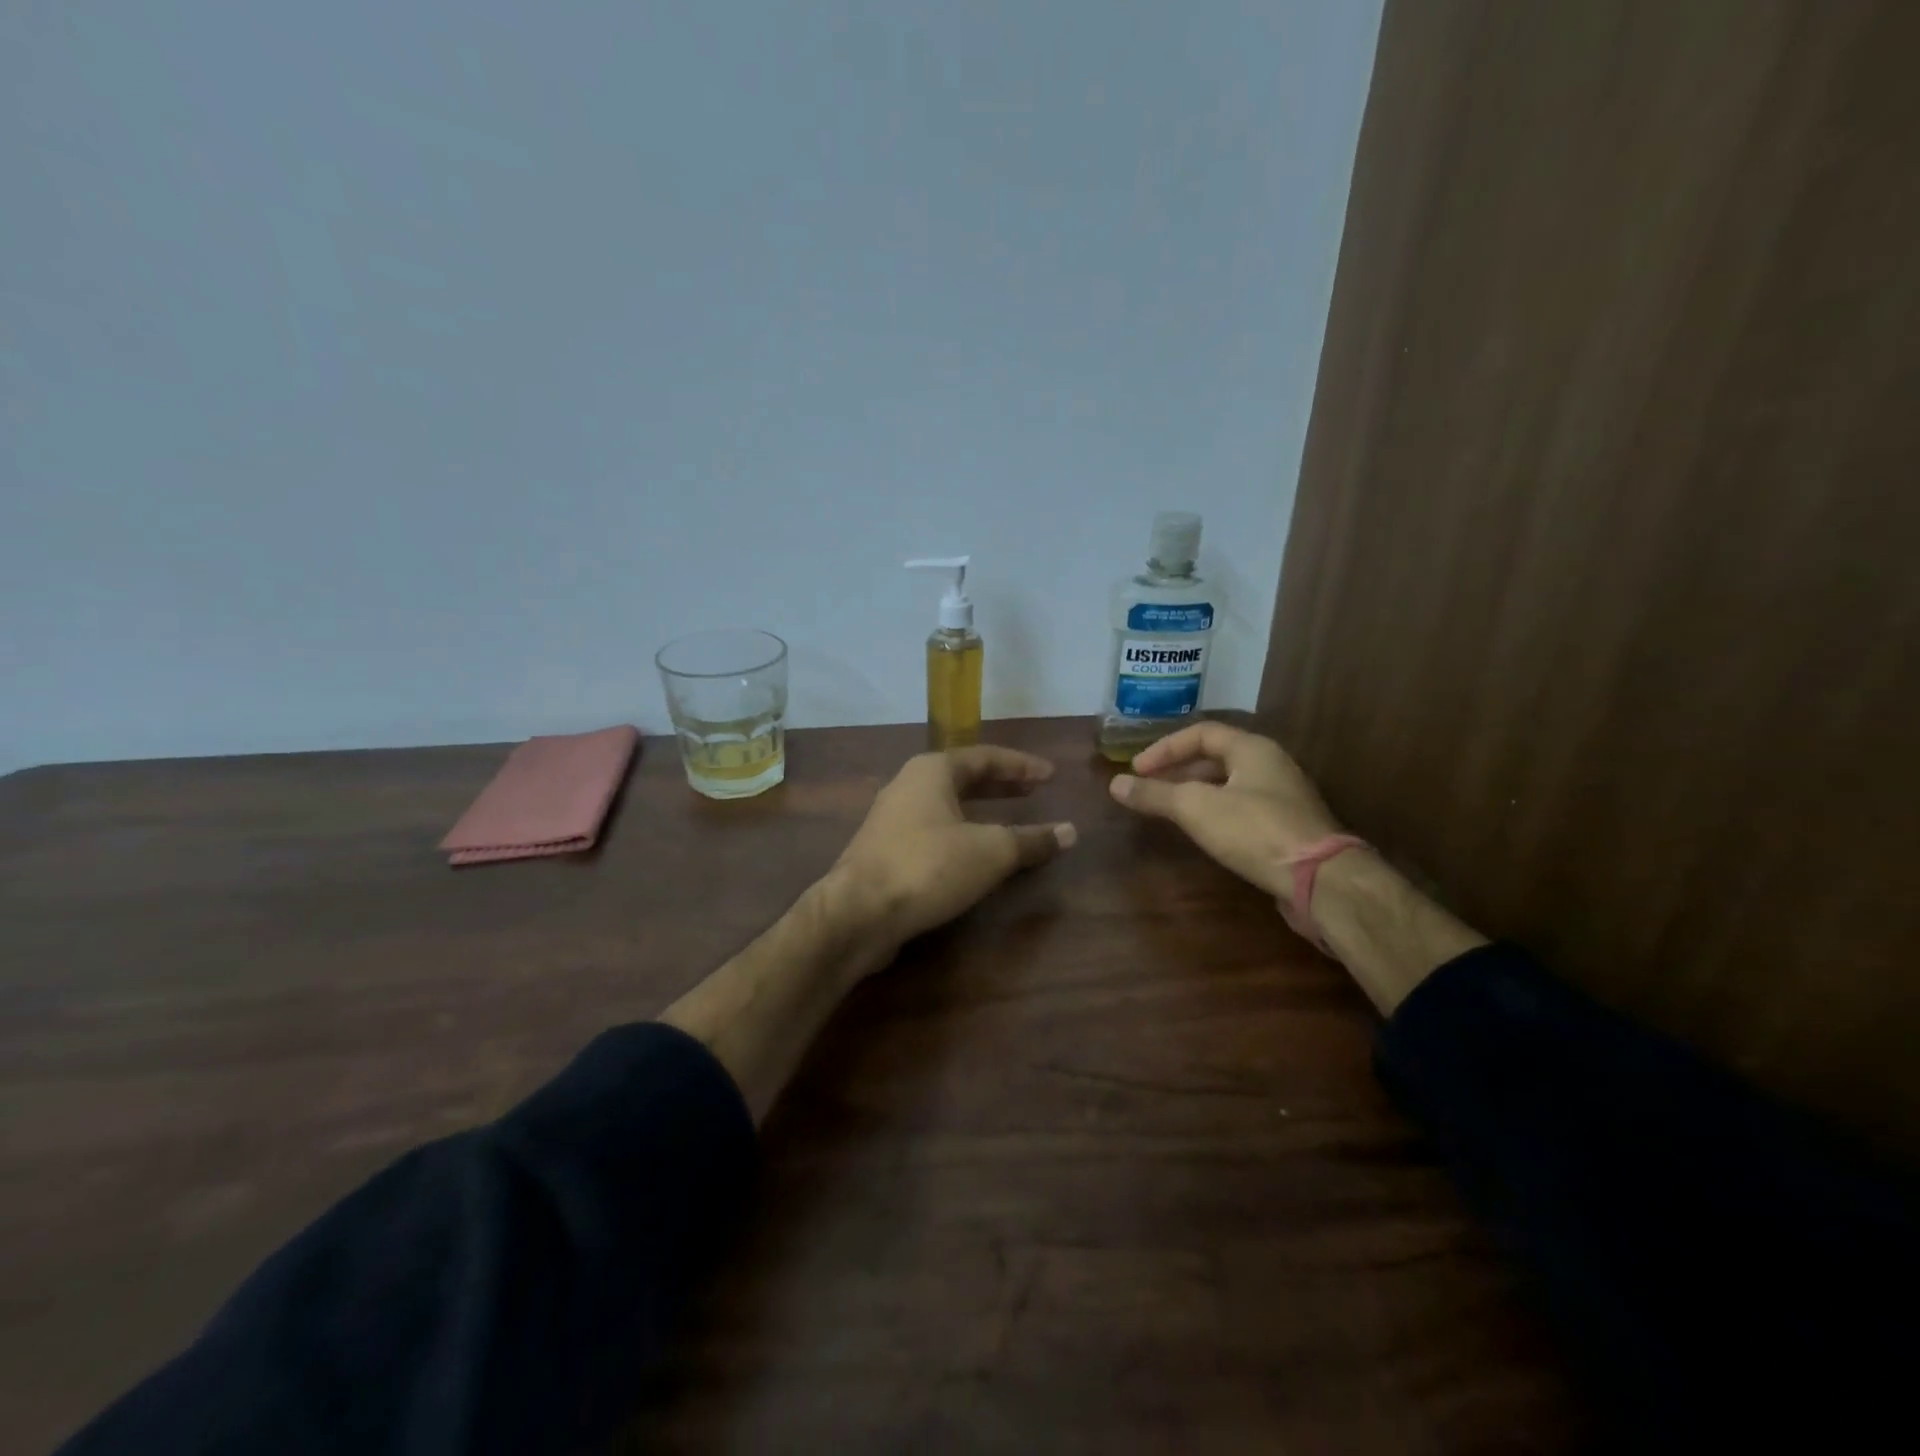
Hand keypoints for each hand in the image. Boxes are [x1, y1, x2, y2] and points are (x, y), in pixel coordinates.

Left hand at [829, 746, 1076, 957]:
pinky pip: (932, 832)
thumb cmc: (929, 866)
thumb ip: (1031, 840)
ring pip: (945, 806)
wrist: (858, 912)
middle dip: (1001, 785)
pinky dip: (960, 835)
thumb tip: (1070, 832)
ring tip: (1009, 823)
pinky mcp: (883, 852)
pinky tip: (973, 857)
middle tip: (1034, 791)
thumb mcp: (991, 851)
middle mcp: (908, 786)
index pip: (985, 757)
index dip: (1021, 765)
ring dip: (980, 812)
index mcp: (932, 771)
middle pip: (963, 778)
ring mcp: (890, 819)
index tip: (1051, 775)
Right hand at [1108, 722, 1343, 905]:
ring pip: (1228, 784)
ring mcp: (1282, 797)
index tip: (1137, 770)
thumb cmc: (1254, 830)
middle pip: (1216, 757)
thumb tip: (1115, 784)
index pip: (1201, 733)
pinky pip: (1241, 807)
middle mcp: (1270, 765)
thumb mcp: (1196, 808)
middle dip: (1177, 770)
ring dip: (1195, 792)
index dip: (1164, 748)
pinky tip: (1201, 832)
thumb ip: (1155, 794)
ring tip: (1167, 810)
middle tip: (1148, 788)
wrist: (1319, 880)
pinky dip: (1214, 811)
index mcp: (1252, 749)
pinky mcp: (1287, 826)